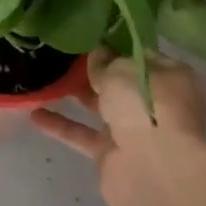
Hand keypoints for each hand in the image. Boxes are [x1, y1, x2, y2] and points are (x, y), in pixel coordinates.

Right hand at [31, 50, 205, 205]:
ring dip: (75, 94)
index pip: (140, 56)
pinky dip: (60, 125)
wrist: (154, 169)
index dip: (116, 46)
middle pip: (120, 82)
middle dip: (95, 70)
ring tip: (45, 76)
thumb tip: (98, 56)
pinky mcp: (111, 154)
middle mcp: (154, 103)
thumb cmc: (147, 106)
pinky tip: (34, 114)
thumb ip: (105, 62)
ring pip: (100, 107)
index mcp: (171, 77)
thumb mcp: (122, 70)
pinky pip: (81, 134)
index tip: (89, 36)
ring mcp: (133, 131)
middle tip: (63, 53)